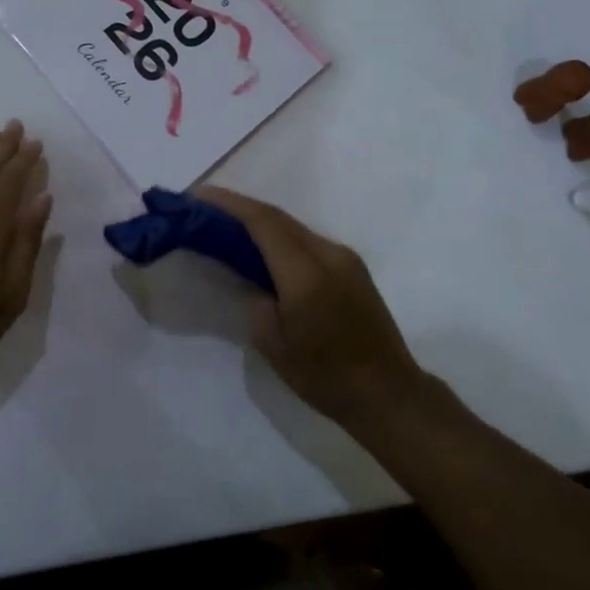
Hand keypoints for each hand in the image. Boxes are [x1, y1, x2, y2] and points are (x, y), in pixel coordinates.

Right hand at [198, 186, 423, 427]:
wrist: (389, 394)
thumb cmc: (326, 377)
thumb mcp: (274, 345)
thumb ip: (256, 301)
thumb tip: (251, 278)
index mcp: (306, 272)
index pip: (263, 222)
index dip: (229, 204)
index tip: (199, 195)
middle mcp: (328, 253)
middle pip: (278, 217)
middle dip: (240, 207)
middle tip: (206, 208)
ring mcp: (344, 257)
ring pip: (294, 226)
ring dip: (261, 221)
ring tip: (229, 225)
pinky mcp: (352, 267)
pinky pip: (308, 240)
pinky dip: (281, 236)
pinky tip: (265, 248)